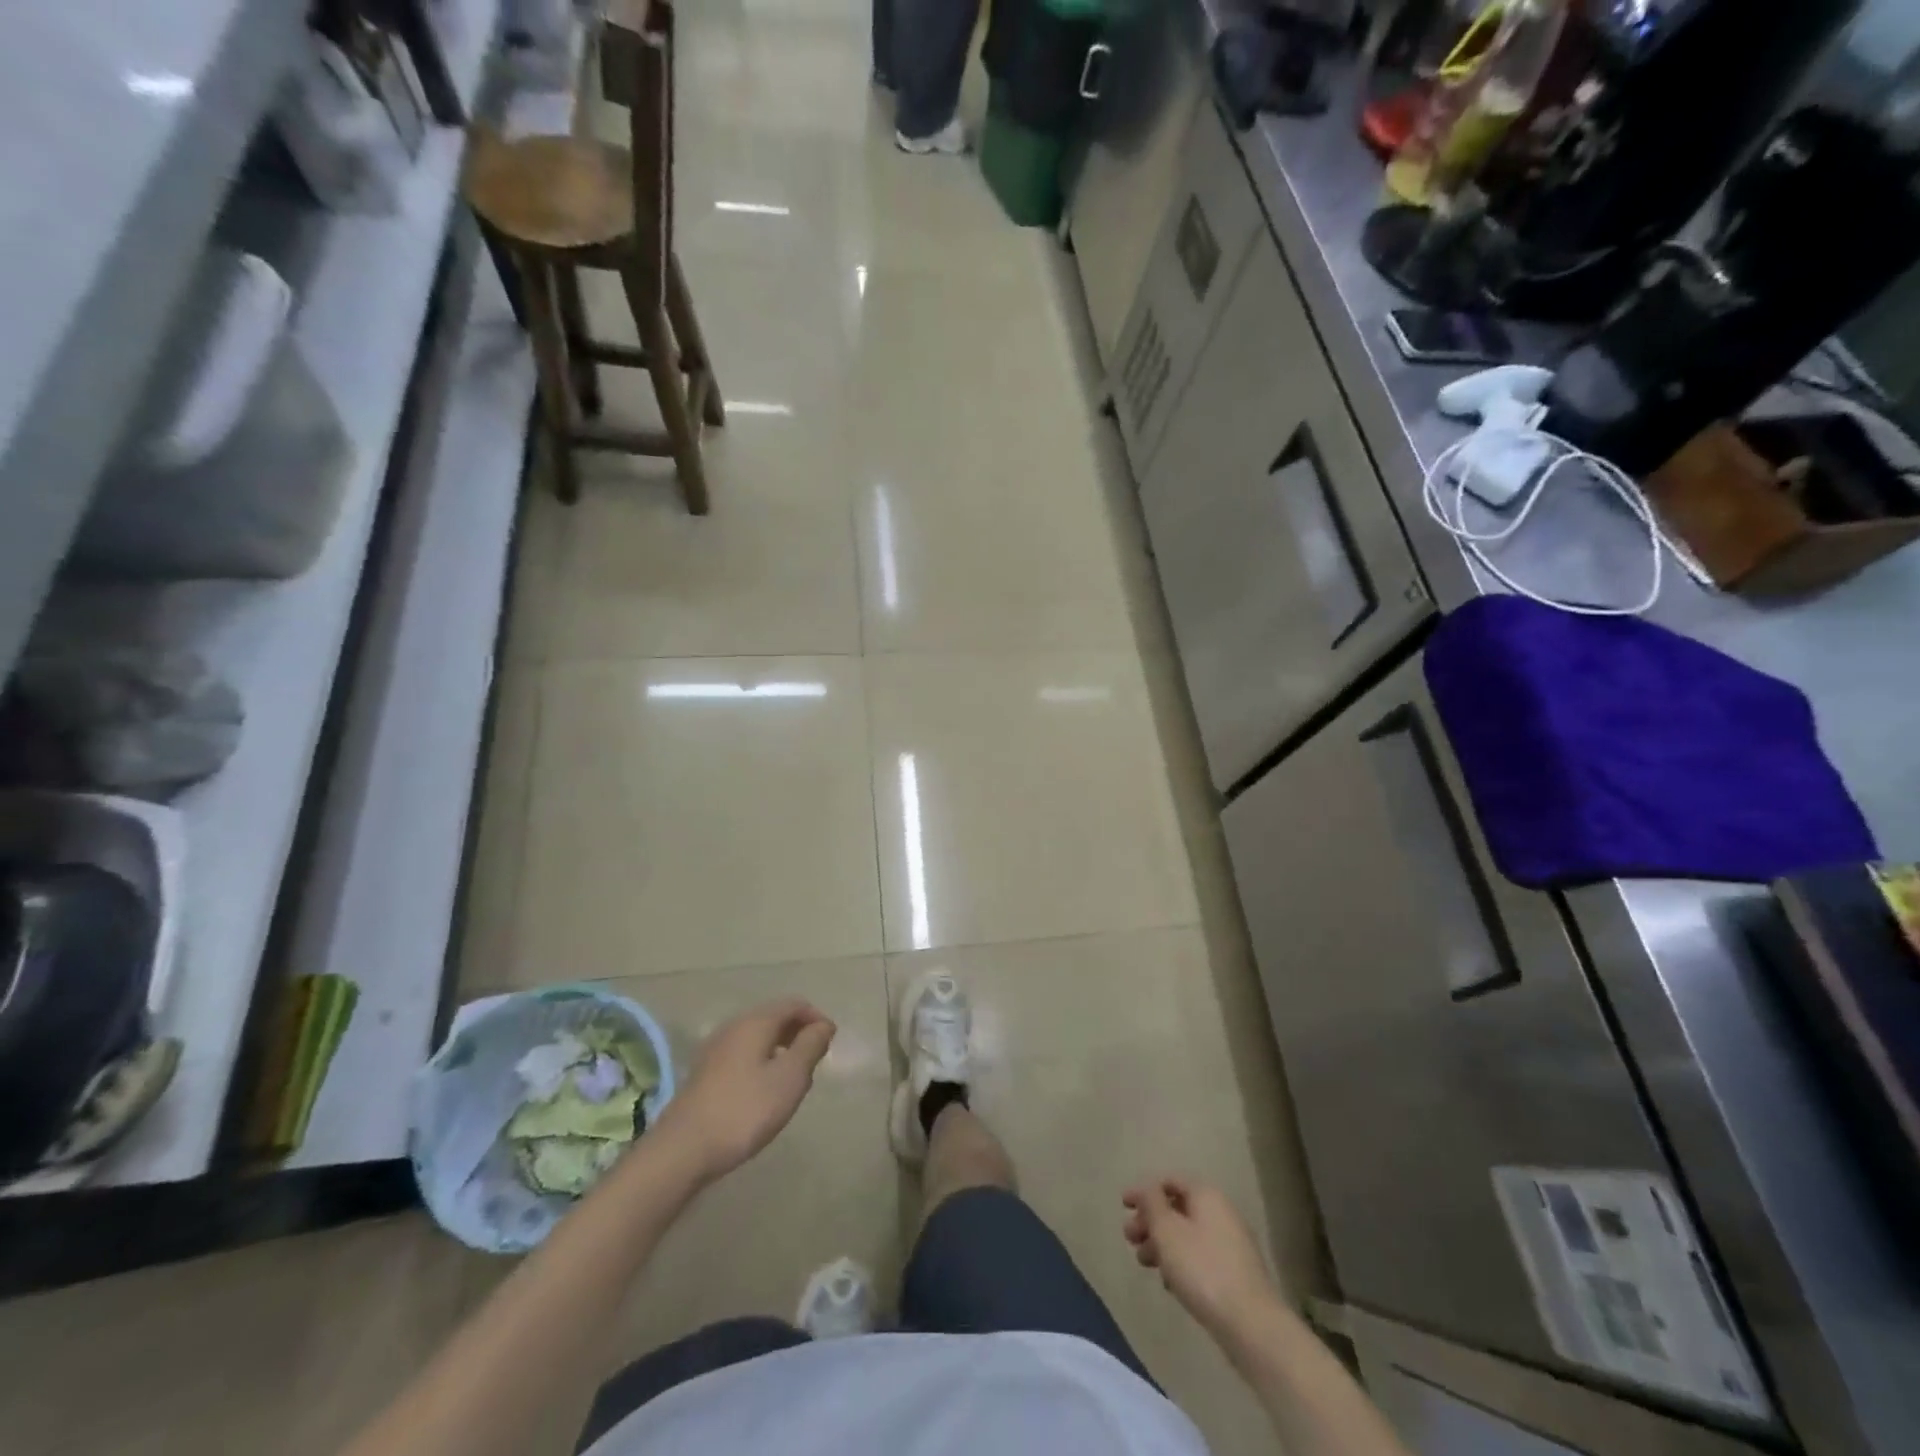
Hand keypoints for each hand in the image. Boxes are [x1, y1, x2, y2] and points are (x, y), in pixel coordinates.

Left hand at [655, 1000, 835, 1181]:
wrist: (683, 1150)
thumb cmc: (745, 1110)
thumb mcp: (789, 1078)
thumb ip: (810, 1046)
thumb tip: (823, 1025)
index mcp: (756, 1022)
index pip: (794, 1004)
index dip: (816, 1019)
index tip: (830, 1044)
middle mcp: (734, 1026)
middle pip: (774, 1017)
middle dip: (799, 1033)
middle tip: (814, 1063)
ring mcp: (715, 1049)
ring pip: (758, 1037)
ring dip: (780, 1049)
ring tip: (792, 1080)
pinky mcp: (705, 1072)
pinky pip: (743, 1054)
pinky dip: (761, 1061)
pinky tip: (763, 1092)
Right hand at [1122, 1177, 1279, 1340]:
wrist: (1251, 1326)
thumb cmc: (1202, 1269)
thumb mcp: (1167, 1230)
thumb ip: (1151, 1203)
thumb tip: (1146, 1189)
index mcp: (1206, 1195)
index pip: (1170, 1181)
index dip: (1144, 1191)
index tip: (1123, 1207)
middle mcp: (1222, 1212)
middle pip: (1178, 1208)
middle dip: (1150, 1221)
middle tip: (1130, 1239)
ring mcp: (1232, 1244)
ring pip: (1187, 1234)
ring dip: (1162, 1244)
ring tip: (1144, 1264)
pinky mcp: (1236, 1273)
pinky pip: (1200, 1257)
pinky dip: (1181, 1262)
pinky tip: (1169, 1283)